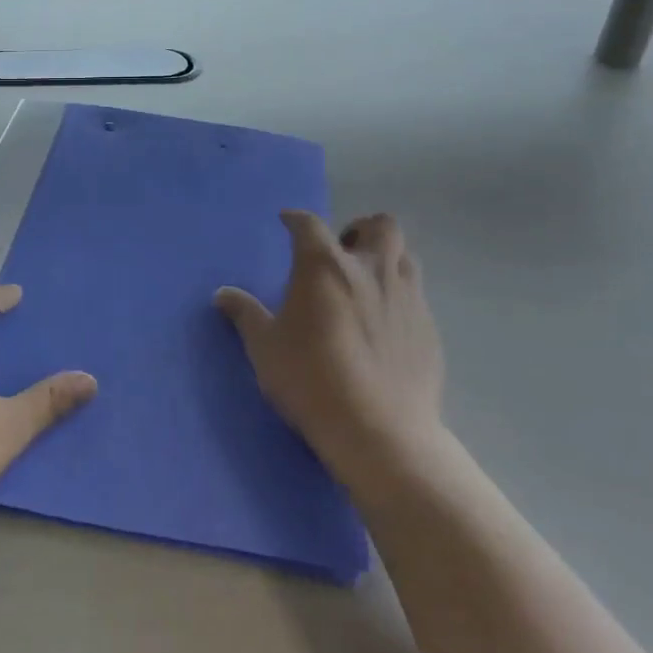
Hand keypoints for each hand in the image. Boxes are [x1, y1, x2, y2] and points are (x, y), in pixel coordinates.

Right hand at [216, 211, 444, 500]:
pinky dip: (399, 296)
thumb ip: (246, 314)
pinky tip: (384, 324)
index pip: (309, 224)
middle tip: (342, 251)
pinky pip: (416, 295)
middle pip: (379, 225)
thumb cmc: (311, 381)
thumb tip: (223, 294)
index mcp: (325, 266)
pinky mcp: (429, 328)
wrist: (381, 433)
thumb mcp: (265, 348)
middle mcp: (371, 269)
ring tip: (366, 283)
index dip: (295, 219)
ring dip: (385, 258)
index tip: (287, 221)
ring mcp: (407, 297)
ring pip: (405, 255)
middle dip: (360, 228)